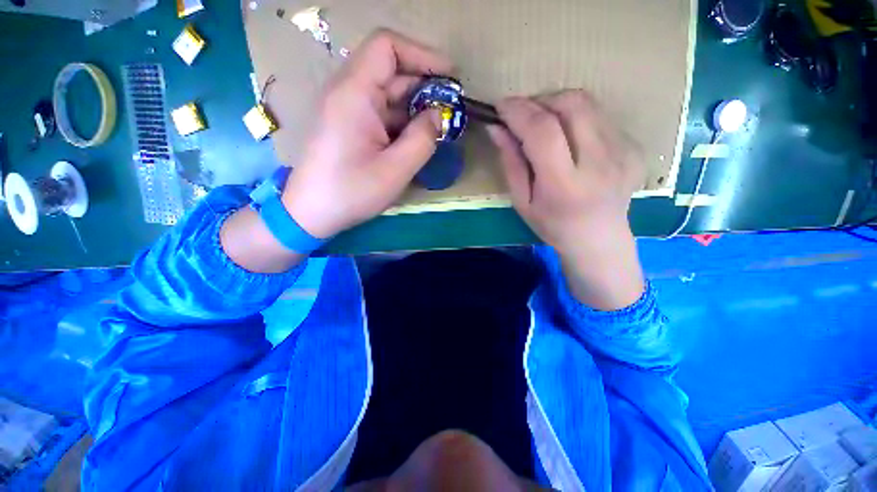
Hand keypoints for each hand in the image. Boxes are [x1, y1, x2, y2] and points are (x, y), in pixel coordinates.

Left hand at [281, 29, 452, 238]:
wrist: (311, 212)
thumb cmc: (351, 192)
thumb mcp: (395, 170)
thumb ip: (423, 139)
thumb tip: (438, 115)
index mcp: (355, 94)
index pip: (387, 46)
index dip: (422, 55)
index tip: (450, 77)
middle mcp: (348, 92)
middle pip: (390, 70)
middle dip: (425, 86)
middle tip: (451, 110)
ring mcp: (347, 109)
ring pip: (387, 94)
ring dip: (415, 106)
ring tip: (438, 127)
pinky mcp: (349, 125)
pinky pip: (380, 112)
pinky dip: (402, 121)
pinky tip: (416, 139)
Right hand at [488, 91, 646, 309]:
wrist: (599, 239)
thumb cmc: (552, 225)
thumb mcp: (522, 201)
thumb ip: (510, 163)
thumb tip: (496, 128)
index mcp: (564, 185)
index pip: (543, 131)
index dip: (519, 111)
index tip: (501, 106)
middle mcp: (600, 163)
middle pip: (571, 104)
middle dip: (540, 100)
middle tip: (523, 114)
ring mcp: (624, 152)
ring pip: (587, 104)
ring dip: (558, 105)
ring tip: (544, 124)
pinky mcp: (635, 147)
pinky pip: (600, 116)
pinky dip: (577, 118)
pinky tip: (570, 139)